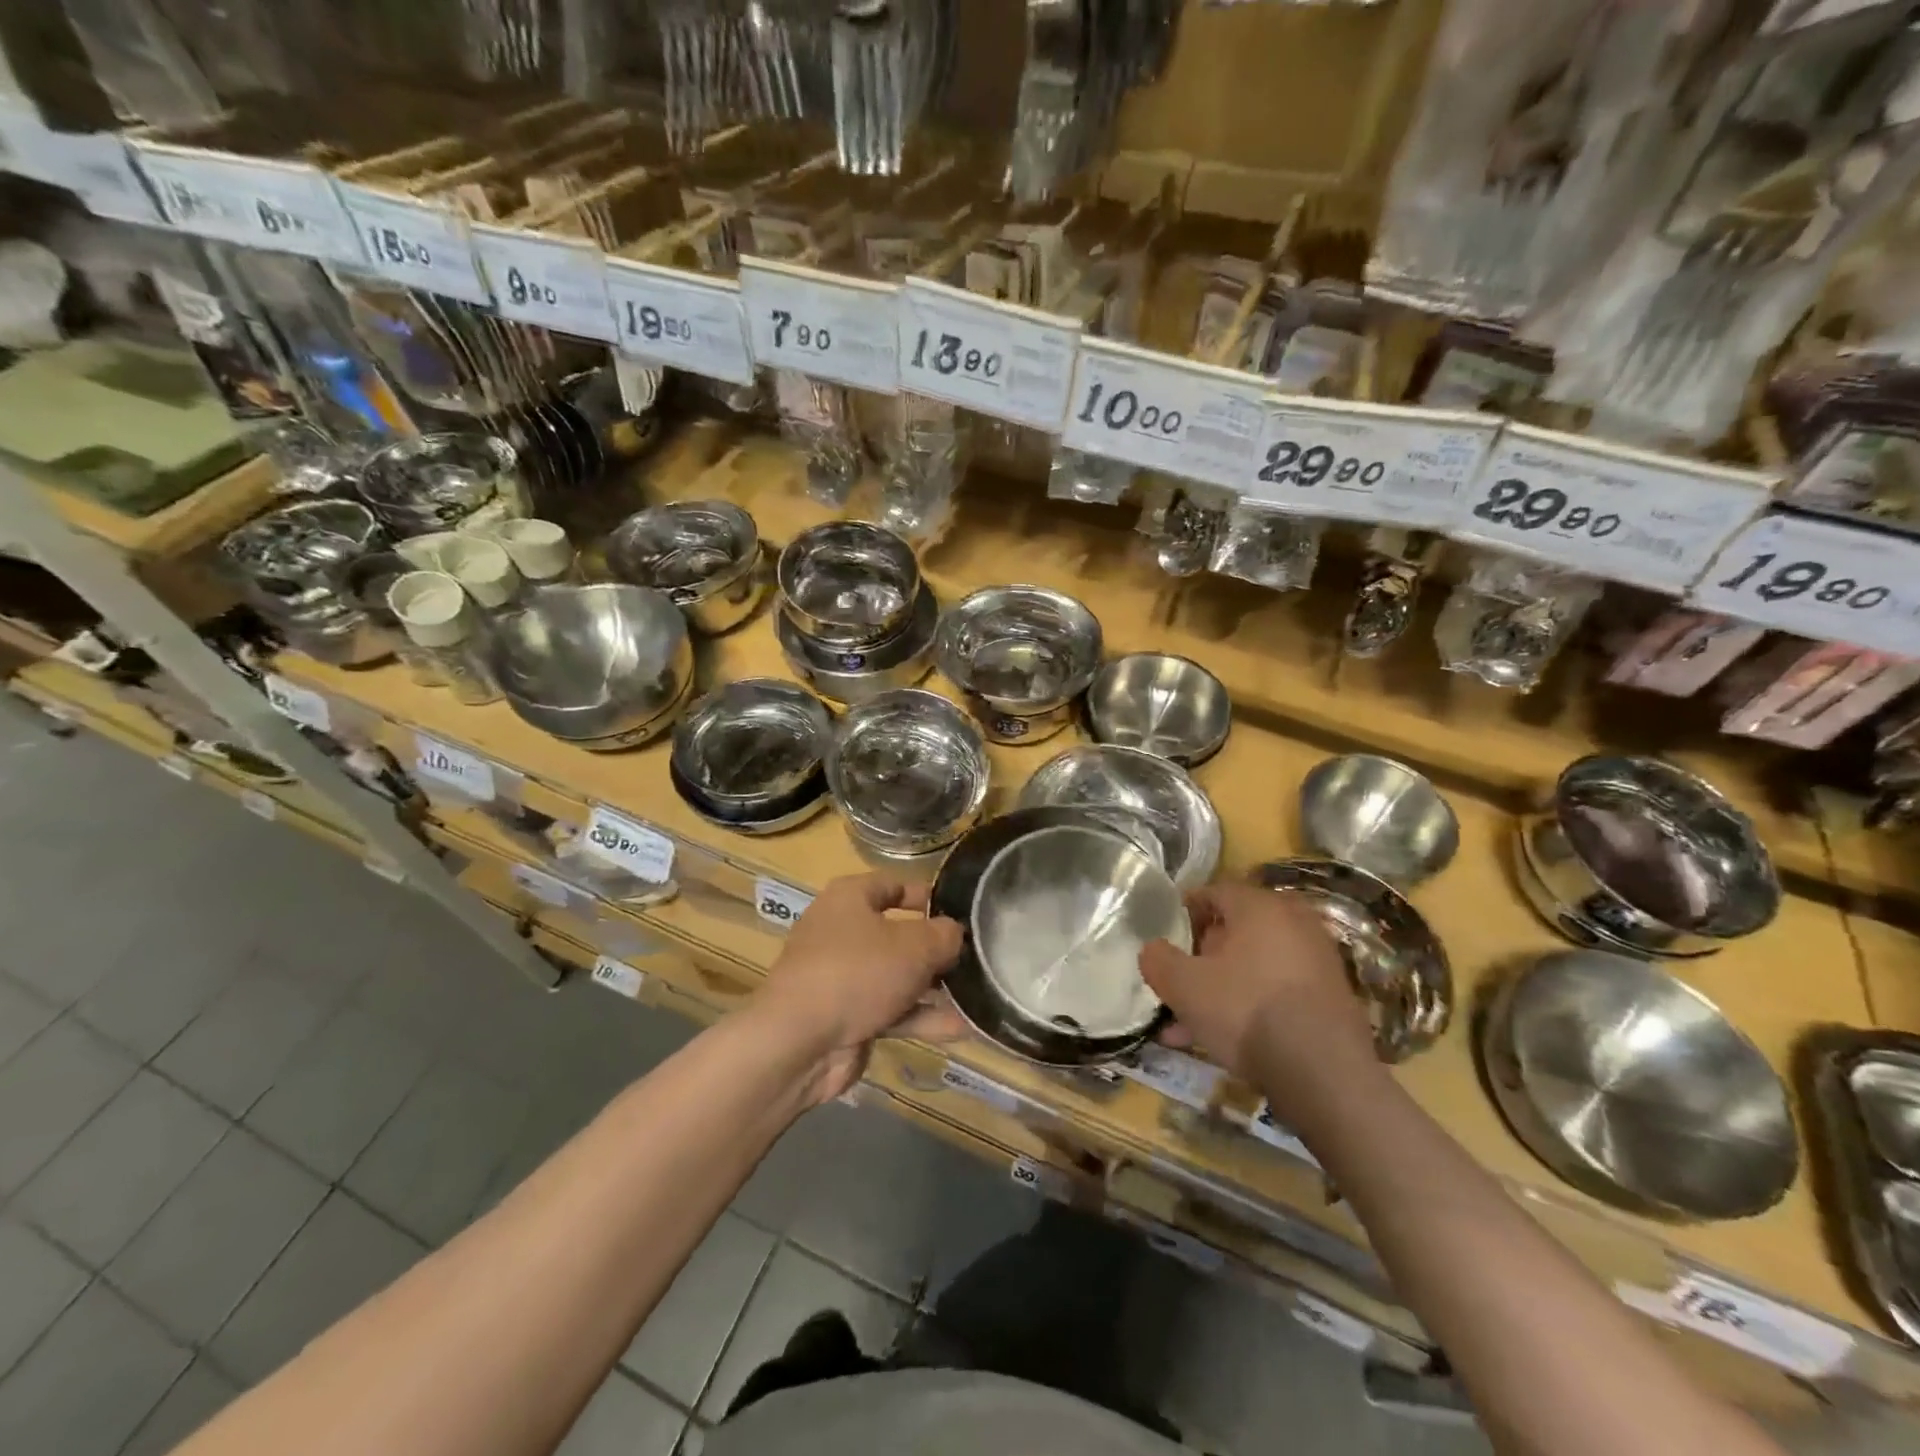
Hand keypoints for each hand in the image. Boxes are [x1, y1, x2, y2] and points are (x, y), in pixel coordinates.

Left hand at [756, 874, 964, 1101]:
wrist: (799, 1043)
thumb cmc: (857, 972)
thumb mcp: (914, 946)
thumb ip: (943, 935)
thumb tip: (955, 933)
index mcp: (849, 899)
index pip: (893, 884)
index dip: (927, 894)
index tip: (961, 909)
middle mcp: (842, 932)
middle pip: (898, 933)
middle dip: (936, 948)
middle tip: (976, 956)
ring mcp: (842, 978)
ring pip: (897, 976)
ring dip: (934, 987)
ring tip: (978, 994)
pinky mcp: (846, 1017)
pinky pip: (891, 1011)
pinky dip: (922, 1017)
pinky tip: (962, 1028)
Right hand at [1139, 883, 1376, 1087]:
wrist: (1324, 1073)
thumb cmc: (1246, 1010)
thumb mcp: (1183, 985)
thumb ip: (1158, 960)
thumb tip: (1153, 950)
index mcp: (1259, 906)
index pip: (1214, 891)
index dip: (1185, 911)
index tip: (1167, 936)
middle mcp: (1294, 923)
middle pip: (1236, 930)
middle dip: (1202, 956)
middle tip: (1180, 981)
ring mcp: (1318, 961)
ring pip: (1254, 967)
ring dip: (1221, 988)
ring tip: (1190, 1025)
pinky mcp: (1331, 998)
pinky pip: (1277, 990)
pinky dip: (1250, 1005)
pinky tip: (1224, 1041)